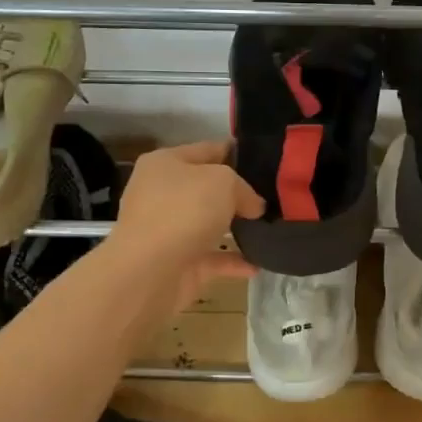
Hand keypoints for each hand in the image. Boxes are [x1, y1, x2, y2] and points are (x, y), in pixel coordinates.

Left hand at [110, 140, 263, 312]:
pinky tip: (258, 263)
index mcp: (165, 164)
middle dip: (237, 195)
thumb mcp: (224, 182)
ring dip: (235, 228)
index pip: (206, 150)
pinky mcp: (177, 263)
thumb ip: (244, 189)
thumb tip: (252, 207)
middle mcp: (162, 194)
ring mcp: (168, 231)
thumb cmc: (183, 210)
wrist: (150, 271)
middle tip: (272, 197)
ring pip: (208, 225)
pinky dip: (233, 261)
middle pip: (207, 189)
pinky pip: (212, 258)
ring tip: (270, 229)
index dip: (235, 152)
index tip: (265, 161)